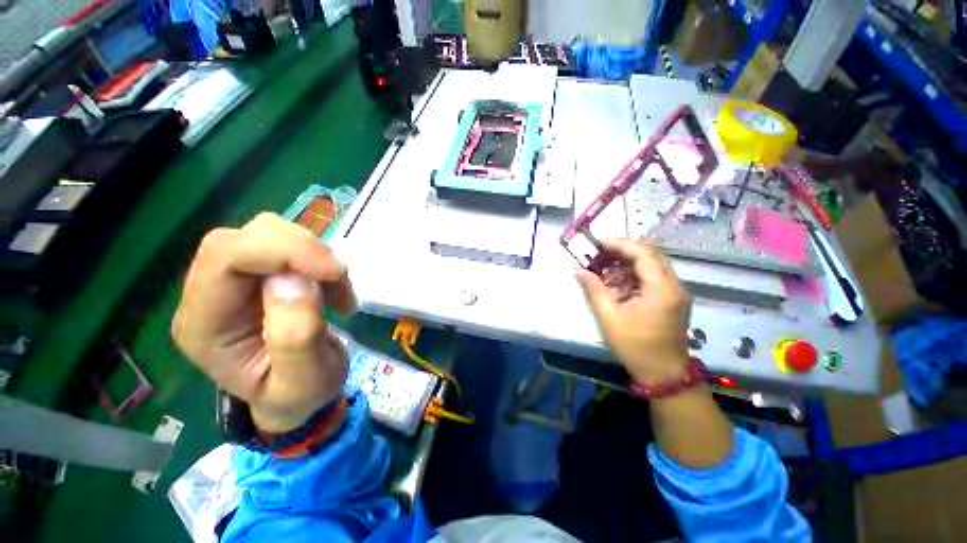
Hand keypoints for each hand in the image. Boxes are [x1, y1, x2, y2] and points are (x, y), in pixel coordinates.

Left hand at [172, 213, 356, 432]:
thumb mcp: (305, 380)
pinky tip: (332, 288)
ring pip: (268, 234)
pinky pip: (289, 246)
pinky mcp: (259, 275)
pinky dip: (320, 261)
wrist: (298, 396)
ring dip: (315, 257)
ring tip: (338, 294)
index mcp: (205, 326)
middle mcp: (209, 295)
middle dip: (301, 251)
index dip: (282, 252)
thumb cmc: (299, 395)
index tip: (334, 272)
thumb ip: (296, 336)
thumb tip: (294, 280)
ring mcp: (234, 282)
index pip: (226, 258)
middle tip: (338, 281)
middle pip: (244, 237)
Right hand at [576, 239, 691, 385]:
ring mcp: (675, 292)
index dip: (620, 244)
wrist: (663, 375)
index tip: (598, 242)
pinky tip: (616, 283)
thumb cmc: (636, 347)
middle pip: (650, 255)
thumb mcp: (609, 318)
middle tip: (599, 253)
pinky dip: (633, 276)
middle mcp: (674, 285)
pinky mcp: (671, 299)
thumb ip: (594, 290)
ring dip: (627, 264)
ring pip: (651, 265)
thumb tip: (578, 270)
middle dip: (623, 251)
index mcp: (662, 289)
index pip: (643, 254)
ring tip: (604, 269)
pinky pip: (652, 278)